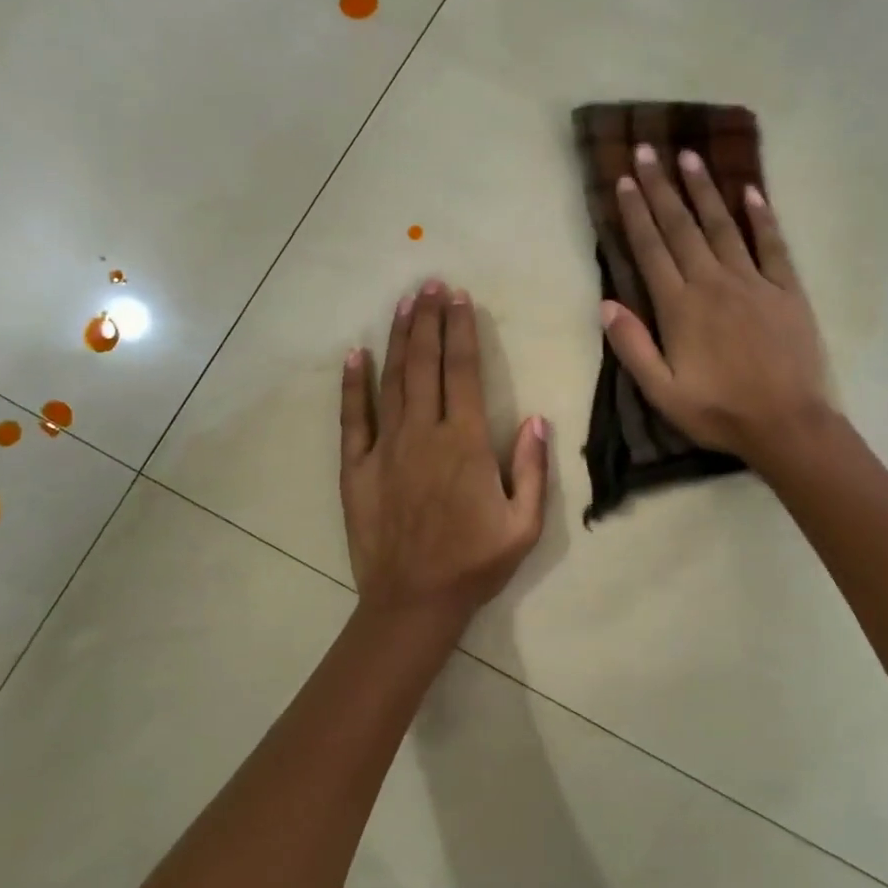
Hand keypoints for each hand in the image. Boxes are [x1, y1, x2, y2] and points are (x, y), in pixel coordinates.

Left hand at [340, 280, 549, 631]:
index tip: (460, 299)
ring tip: (403, 304)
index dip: (461, 331)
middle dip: (428, 321)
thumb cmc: (475, 563)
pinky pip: (352, 418)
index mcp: (464, 443)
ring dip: (399, 340)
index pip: (462, 372)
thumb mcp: (524, 524)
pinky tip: (354, 354)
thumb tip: (535, 419)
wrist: (414, 602)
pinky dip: (352, 384)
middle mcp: (422, 434)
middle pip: (425, 365)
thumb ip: (532, 468)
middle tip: (431, 285)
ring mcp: (385, 449)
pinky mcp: (357, 468)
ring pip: (391, 381)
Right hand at [601, 145, 831, 473]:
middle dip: (662, 188)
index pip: (651, 250)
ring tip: (689, 157)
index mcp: (680, 307)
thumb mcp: (662, 391)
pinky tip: (751, 190)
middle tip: (647, 150)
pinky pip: (772, 244)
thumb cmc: (719, 412)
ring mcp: (753, 282)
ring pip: (723, 226)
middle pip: (682, 227)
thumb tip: (606, 303)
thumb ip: (633, 346)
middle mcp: (713, 283)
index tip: (625, 180)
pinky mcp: (787, 289)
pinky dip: (761, 216)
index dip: (636, 214)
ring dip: (704, 190)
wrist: (786, 423)